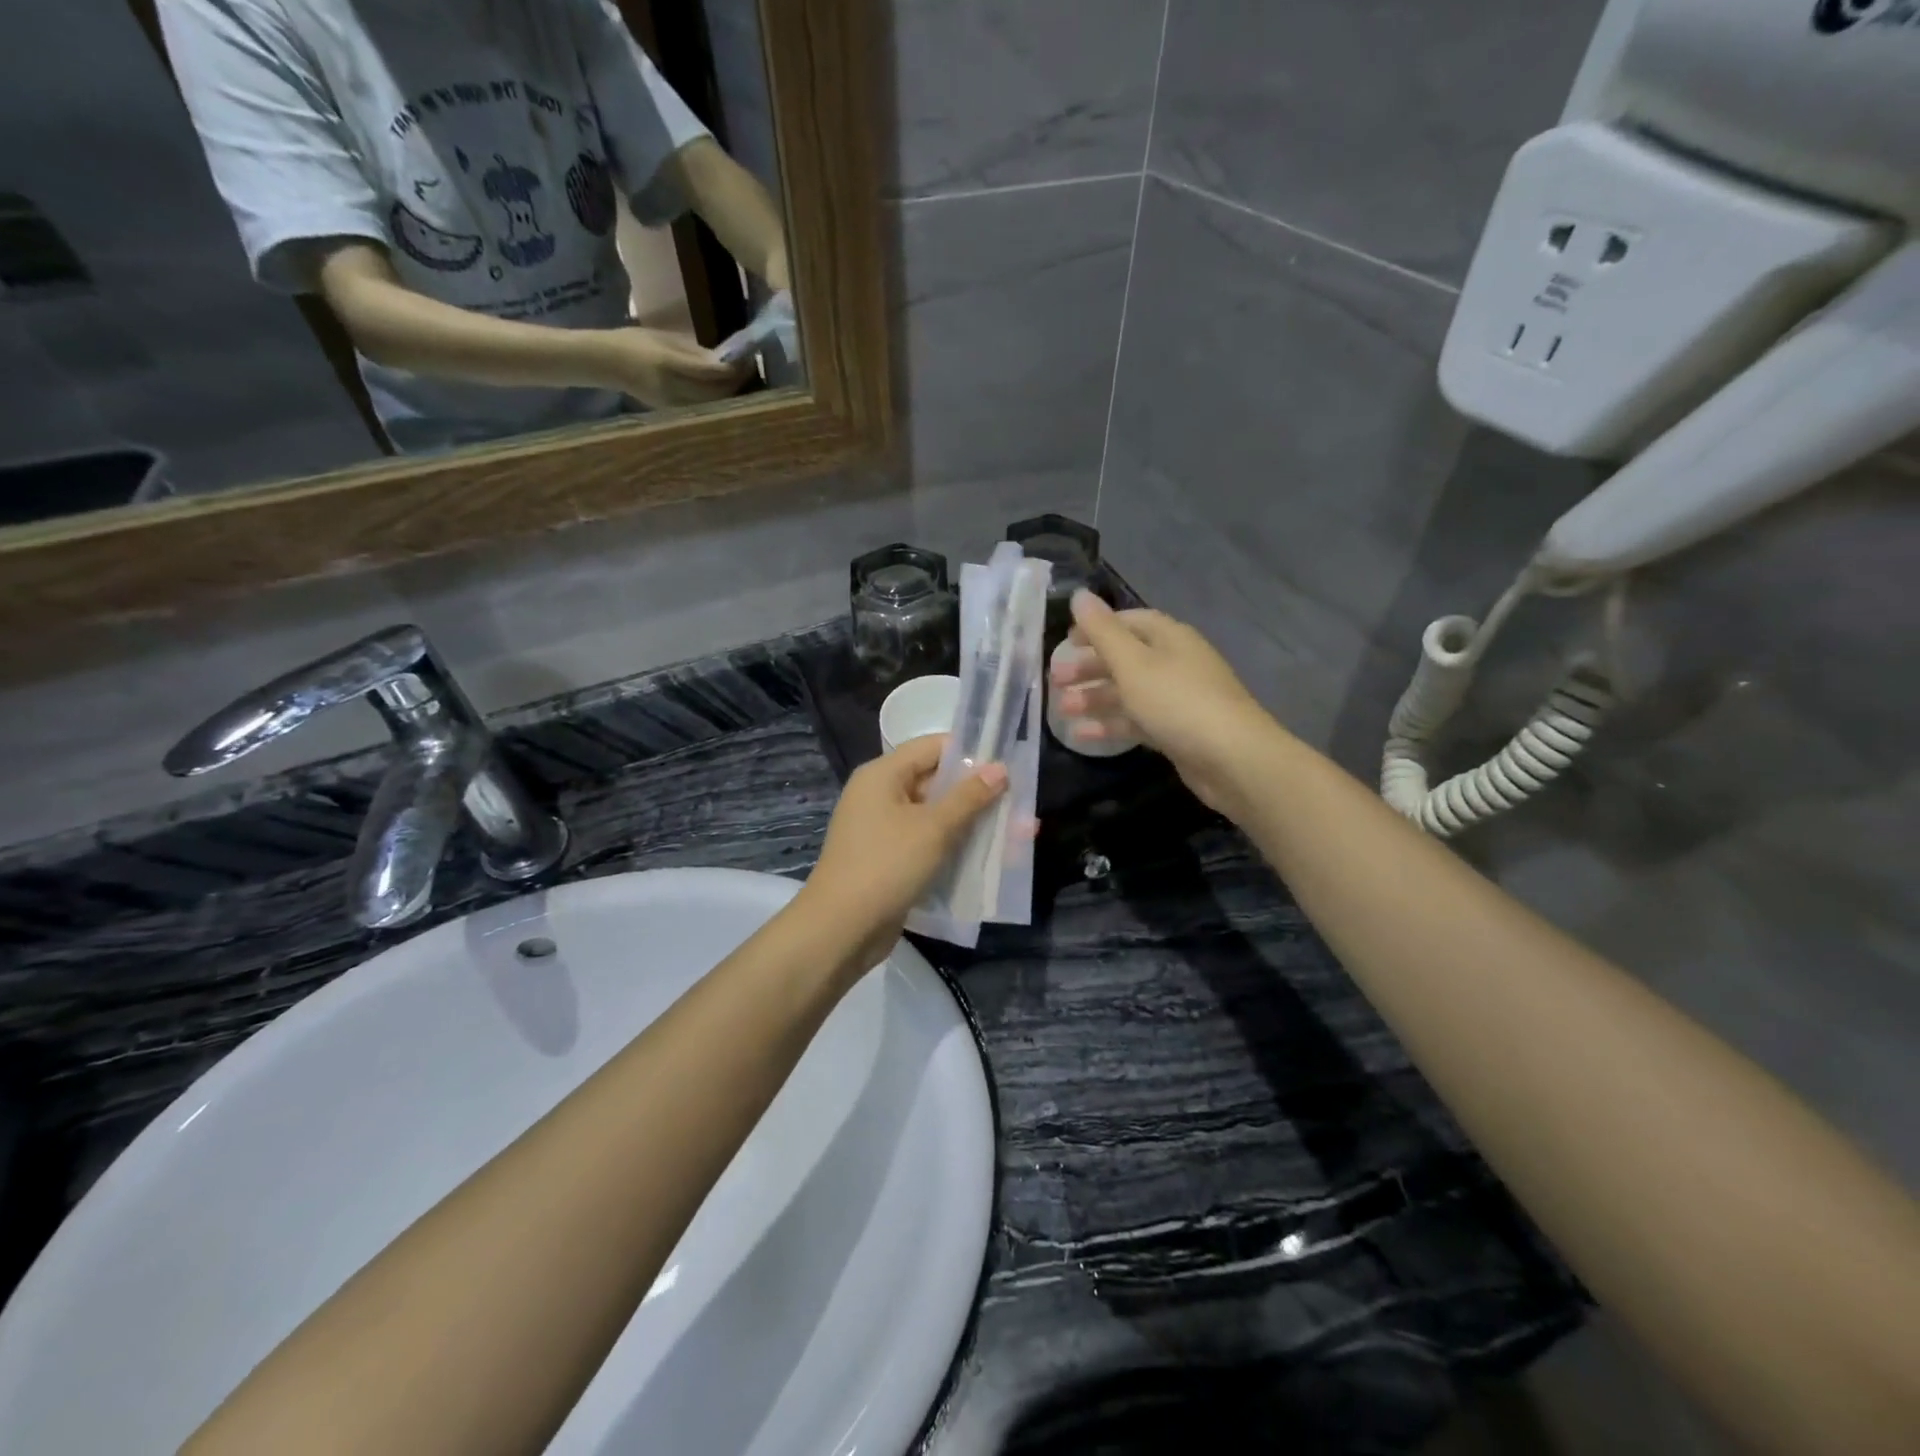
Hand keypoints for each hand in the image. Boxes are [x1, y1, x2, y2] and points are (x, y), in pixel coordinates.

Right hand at [592, 327, 750, 408]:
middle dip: (738, 381)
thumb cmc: (634, 343)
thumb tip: (724, 361)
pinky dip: (719, 401)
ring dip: (732, 393)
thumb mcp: (665, 339)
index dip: (734, 367)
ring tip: (743, 379)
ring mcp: (675, 405)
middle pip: (718, 392)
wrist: (605, 363)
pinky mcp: (675, 413)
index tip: (748, 357)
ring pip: (714, 404)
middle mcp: (674, 389)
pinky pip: (705, 409)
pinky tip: (727, 391)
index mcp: (669, 364)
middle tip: (750, 368)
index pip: (711, 371)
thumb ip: (695, 352)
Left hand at [799, 735, 1007, 973]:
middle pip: (935, 781)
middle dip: (976, 793)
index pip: (932, 747)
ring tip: (1014, 833)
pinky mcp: (888, 859)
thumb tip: (999, 768)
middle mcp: (879, 795)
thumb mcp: (934, 828)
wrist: (840, 929)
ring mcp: (882, 829)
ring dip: (970, 823)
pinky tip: (986, 858)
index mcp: (882, 775)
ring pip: (934, 815)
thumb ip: (969, 796)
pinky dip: (953, 846)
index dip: (970, 752)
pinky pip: (926, 842)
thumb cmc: (887, 866)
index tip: (1007, 765)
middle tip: (1018, 802)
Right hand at [1051, 590, 1280, 818]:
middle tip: (1057, 680)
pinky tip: (1081, 735)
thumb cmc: (1177, 702)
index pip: (1130, 621)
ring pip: (1128, 692)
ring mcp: (1177, 699)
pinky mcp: (1176, 731)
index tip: (1066, 641)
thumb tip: (1079, 595)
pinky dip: (1110, 725)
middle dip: (1090, 667)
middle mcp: (1175, 663)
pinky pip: (1137, 721)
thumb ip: (1102, 631)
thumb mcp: (1133, 663)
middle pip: (1126, 658)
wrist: (1232, 759)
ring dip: (1094, 698)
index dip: (1097, 628)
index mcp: (1169, 638)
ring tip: (1061, 710)